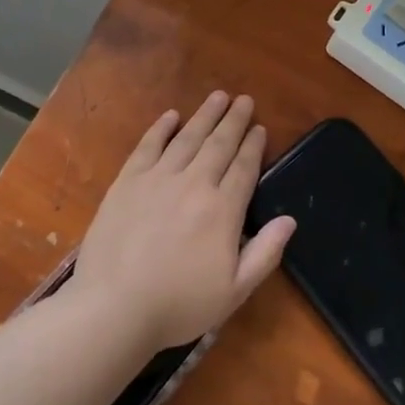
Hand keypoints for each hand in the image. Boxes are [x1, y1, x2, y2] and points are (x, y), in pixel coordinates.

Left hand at [70, 92, 295, 352]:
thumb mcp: (233, 292)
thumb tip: (290, 220)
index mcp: (222, 210)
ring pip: (188, 137)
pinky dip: (161, 128)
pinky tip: (171, 116)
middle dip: (234, 120)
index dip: (254, 145)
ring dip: (205, 115)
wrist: (114, 308)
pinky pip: (149, 145)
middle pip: (219, 144)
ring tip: (218, 96)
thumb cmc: (178, 305)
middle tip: (244, 99)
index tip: (260, 128)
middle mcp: (194, 184)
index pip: (244, 168)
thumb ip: (265, 254)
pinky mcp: (128, 181)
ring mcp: (158, 178)